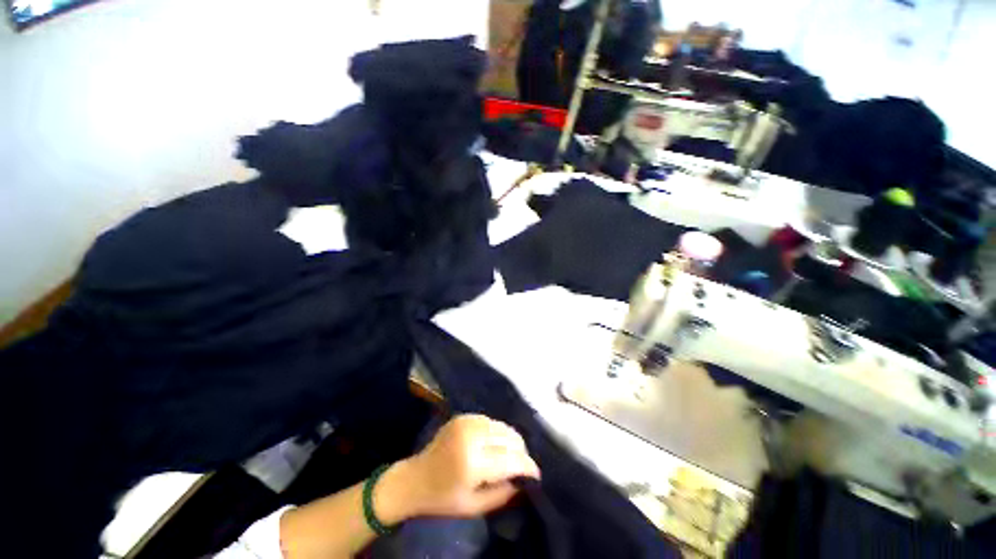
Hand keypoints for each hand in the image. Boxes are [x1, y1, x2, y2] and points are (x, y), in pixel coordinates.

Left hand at [376, 415, 539, 522]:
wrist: (414, 478)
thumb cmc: (442, 499)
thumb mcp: (474, 507)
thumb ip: (503, 495)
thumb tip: (524, 482)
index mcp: (472, 463)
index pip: (511, 459)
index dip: (527, 466)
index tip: (536, 475)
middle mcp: (471, 436)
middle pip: (510, 437)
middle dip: (521, 452)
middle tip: (522, 466)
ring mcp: (466, 422)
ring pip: (502, 426)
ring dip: (511, 440)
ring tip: (510, 455)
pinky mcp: (463, 416)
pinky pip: (491, 421)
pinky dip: (498, 433)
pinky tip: (495, 444)